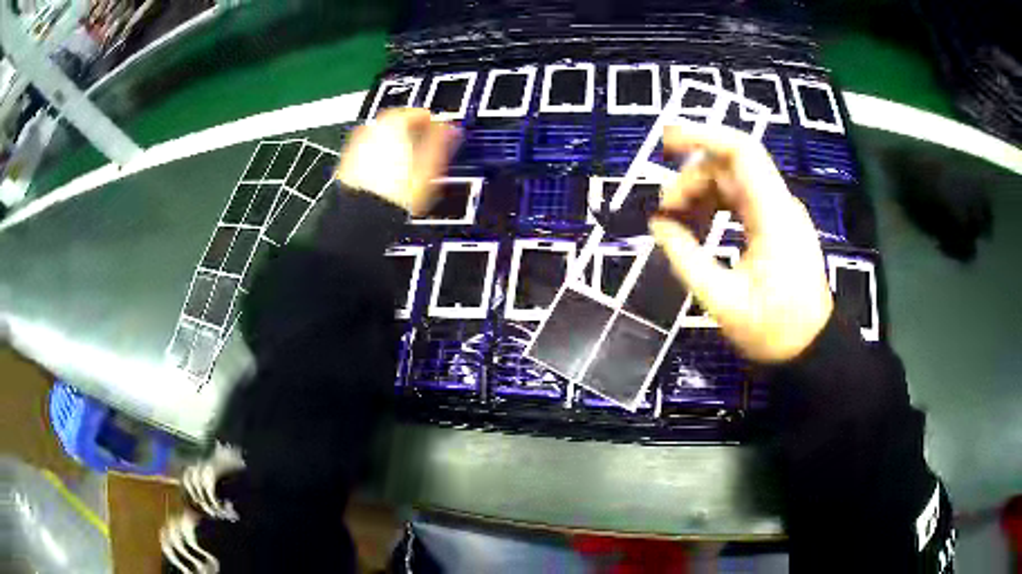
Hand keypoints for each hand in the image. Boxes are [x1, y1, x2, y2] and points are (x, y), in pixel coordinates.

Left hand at [336, 108, 460, 215]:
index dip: (432, 122)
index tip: (439, 131)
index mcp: (393, 123)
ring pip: (380, 137)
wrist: (361, 217)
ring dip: (394, 143)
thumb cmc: (393, 194)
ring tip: (407, 161)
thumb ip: (440, 141)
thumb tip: (450, 128)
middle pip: (395, 122)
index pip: (417, 112)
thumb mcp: (428, 166)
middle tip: (424, 144)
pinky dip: (379, 156)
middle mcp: (371, 129)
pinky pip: (367, 152)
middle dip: (410, 131)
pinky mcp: (346, 164)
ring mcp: (356, 146)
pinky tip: (388, 173)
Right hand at [650, 122, 832, 362]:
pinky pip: (741, 202)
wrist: (812, 349)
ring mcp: (780, 214)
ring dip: (701, 194)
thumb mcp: (722, 300)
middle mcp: (779, 205)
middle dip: (691, 179)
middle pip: (730, 167)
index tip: (664, 141)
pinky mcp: (777, 227)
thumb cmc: (772, 330)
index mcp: (772, 215)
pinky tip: (697, 228)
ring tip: (674, 222)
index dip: (702, 136)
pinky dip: (715, 207)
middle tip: (664, 212)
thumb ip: (686, 258)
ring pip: (734, 183)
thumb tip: (658, 224)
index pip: (740, 152)